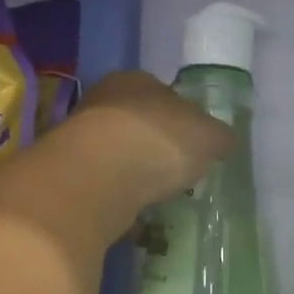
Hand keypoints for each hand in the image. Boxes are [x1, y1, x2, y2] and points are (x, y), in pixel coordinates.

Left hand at [70, 71, 234, 209]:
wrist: (95, 179)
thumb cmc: (158, 141)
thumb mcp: (208, 136)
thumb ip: (219, 137)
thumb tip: (223, 140)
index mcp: (136, 80)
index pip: (165, 93)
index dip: (184, 118)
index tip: (196, 144)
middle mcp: (103, 102)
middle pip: (139, 124)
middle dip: (158, 146)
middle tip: (180, 171)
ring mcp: (80, 139)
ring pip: (118, 155)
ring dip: (136, 173)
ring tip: (159, 196)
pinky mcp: (70, 176)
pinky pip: (104, 186)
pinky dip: (119, 197)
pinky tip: (135, 213)